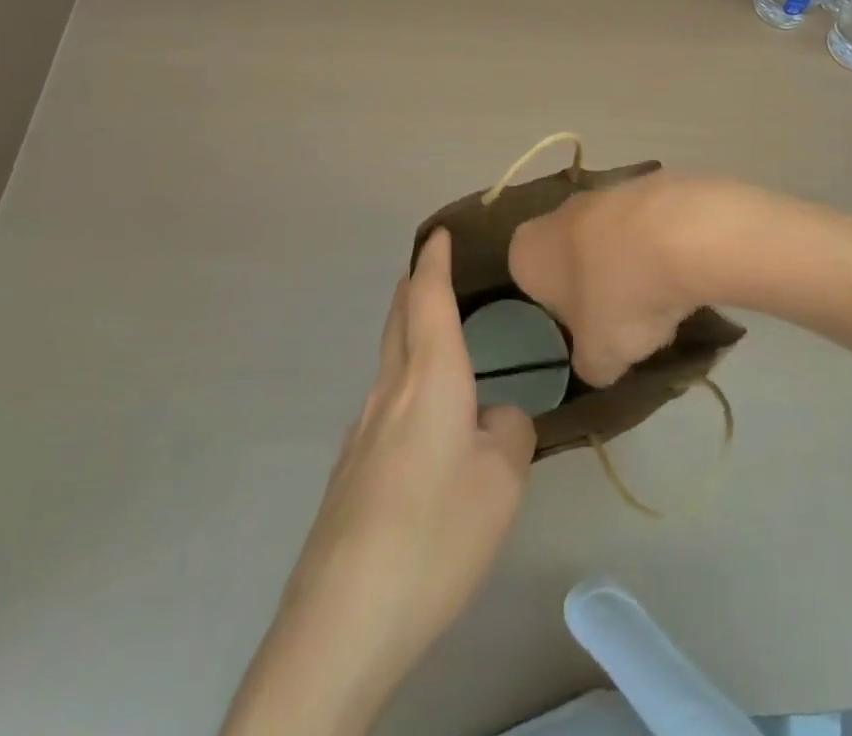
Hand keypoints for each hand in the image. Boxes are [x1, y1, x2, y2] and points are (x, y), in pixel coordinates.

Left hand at [222, 229, 534, 735]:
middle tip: (433, 271)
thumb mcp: (501, 482)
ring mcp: (362, 431)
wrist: (344, 617)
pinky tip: (422, 423)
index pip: (428, 298)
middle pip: (398, 320)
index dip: (434, 261)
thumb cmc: (435, 532)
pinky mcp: (350, 470)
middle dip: (414, 288)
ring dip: (408, 334)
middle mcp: (389, 391)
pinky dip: (405, 383)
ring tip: (435, 337)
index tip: (438, 234)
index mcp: (429, 377)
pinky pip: (384, 404)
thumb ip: (508, 434)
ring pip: (389, 361)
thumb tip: (496, 420)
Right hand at [509, 171, 719, 386]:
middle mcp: (558, 213)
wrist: (680, 233)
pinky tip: (684, 270)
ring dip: (630, 264)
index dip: (557, 308)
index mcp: (528, 250)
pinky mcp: (648, 183)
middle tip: (623, 318)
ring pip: (611, 238)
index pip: (529, 280)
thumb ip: (590, 364)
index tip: (584, 329)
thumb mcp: (600, 355)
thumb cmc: (619, 296)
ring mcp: (604, 192)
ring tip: (662, 300)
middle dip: (595, 283)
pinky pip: (647, 225)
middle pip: (571, 255)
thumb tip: (595, 366)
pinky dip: (660, 246)